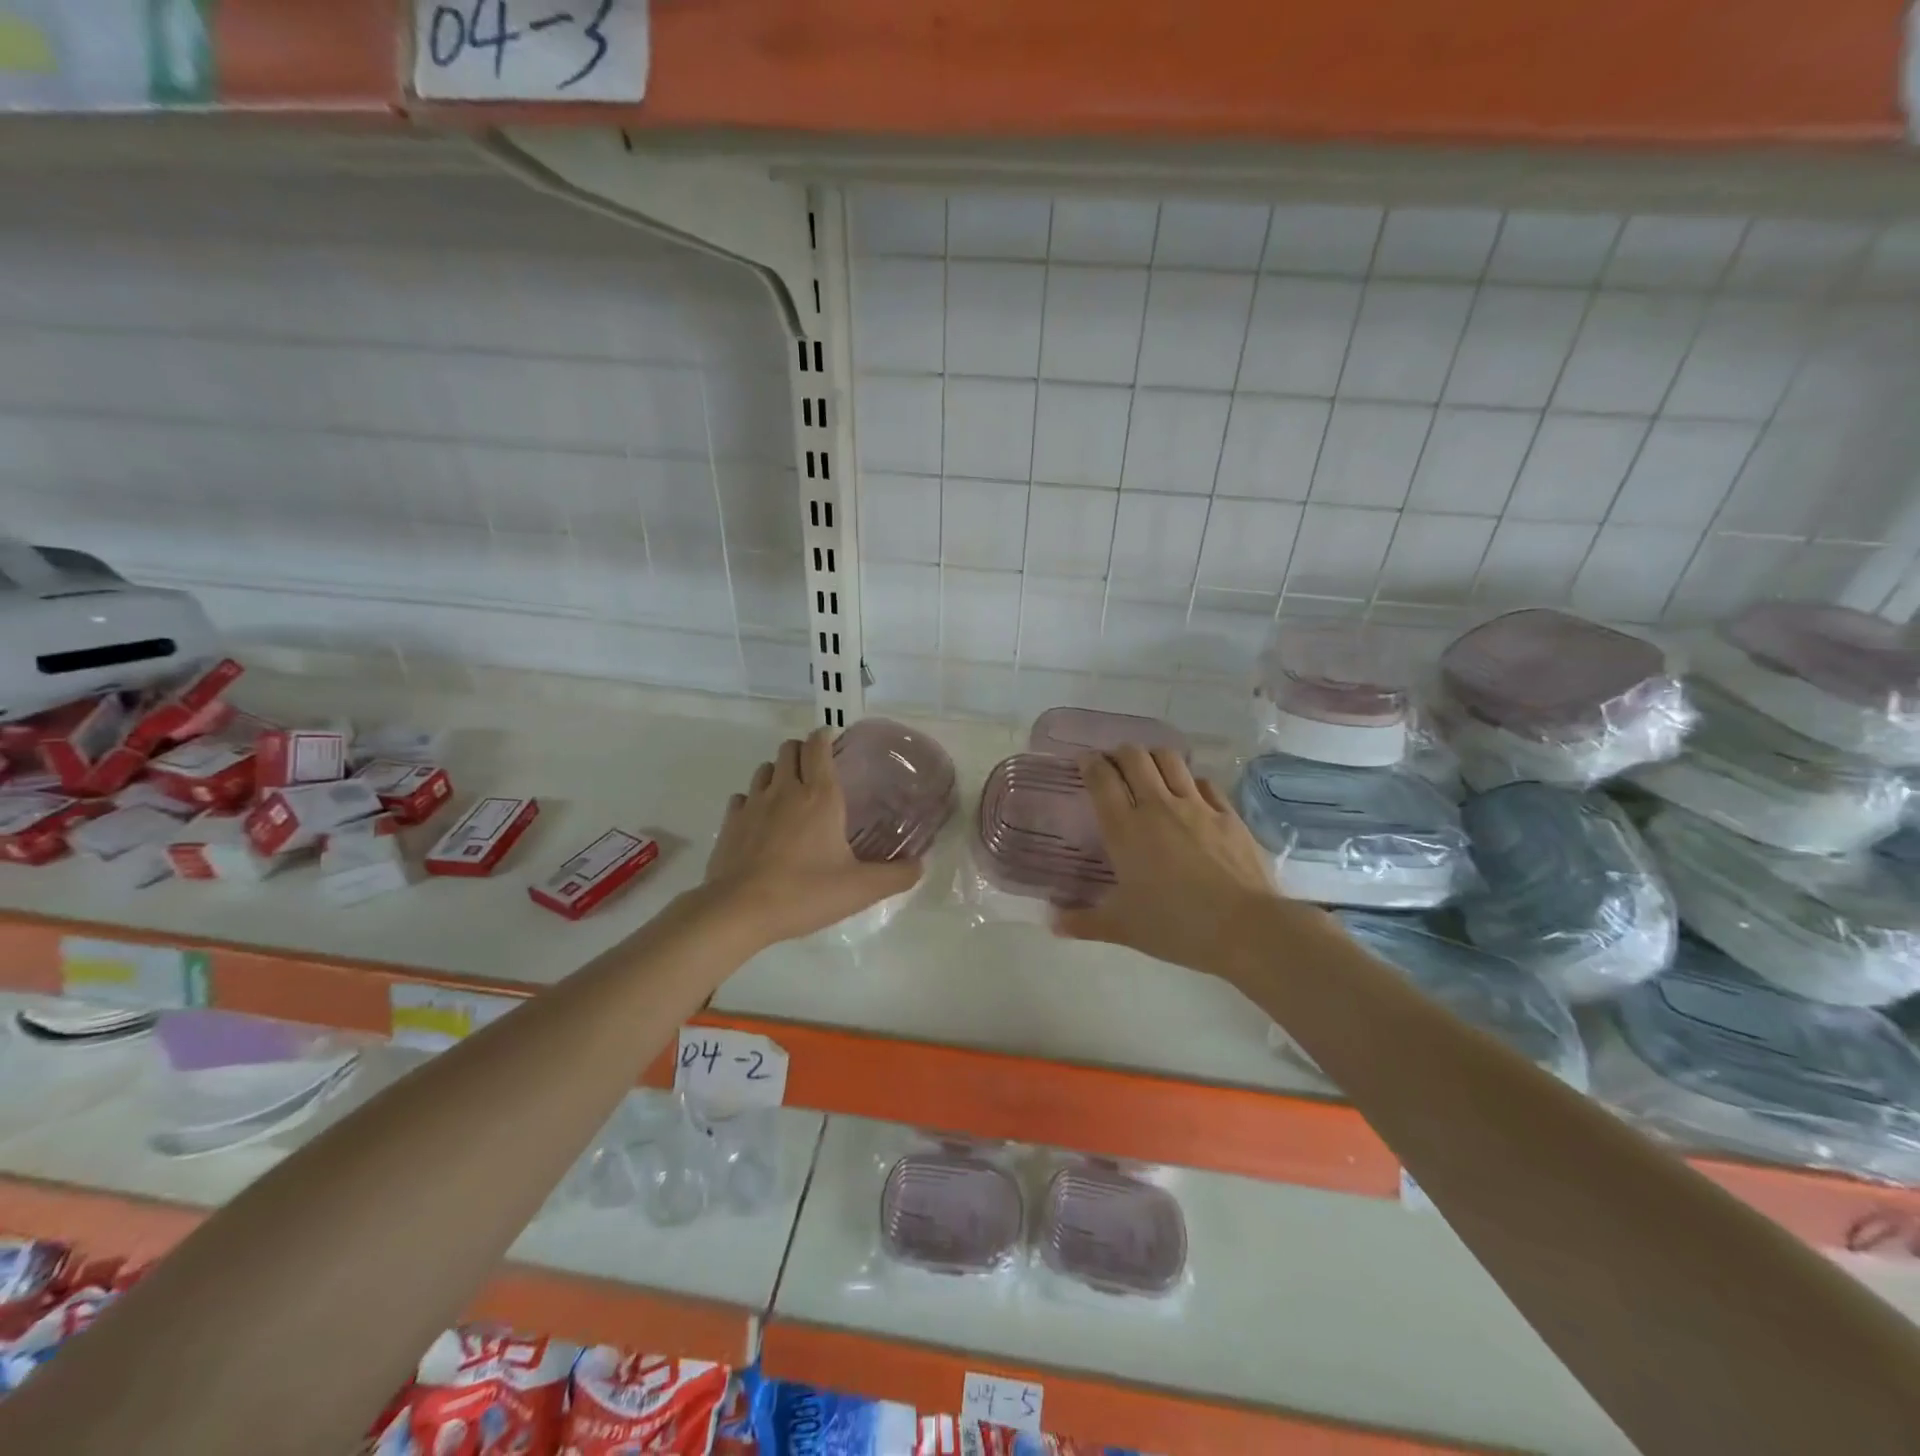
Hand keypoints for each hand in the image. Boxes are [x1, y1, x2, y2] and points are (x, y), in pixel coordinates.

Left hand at [702, 727, 921, 948]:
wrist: (739, 911)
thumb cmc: (805, 892)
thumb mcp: (860, 889)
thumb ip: (896, 875)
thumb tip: (921, 864)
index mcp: (820, 796)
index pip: (818, 745)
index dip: (826, 736)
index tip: (835, 742)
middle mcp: (785, 790)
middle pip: (789, 748)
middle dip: (803, 751)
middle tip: (817, 770)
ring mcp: (753, 804)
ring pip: (765, 768)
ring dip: (778, 772)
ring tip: (791, 793)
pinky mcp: (730, 822)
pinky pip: (742, 797)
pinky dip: (754, 800)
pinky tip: (761, 820)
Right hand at [1056, 746, 1316, 979]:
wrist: (1244, 927)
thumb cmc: (1175, 925)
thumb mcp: (1123, 928)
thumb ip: (1084, 922)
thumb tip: (1053, 923)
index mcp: (1125, 829)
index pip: (1101, 779)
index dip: (1089, 763)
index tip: (1084, 761)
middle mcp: (1157, 806)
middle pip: (1134, 758)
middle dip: (1119, 753)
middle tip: (1113, 764)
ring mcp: (1196, 806)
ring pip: (1170, 760)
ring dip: (1153, 758)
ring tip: (1149, 769)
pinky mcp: (1227, 814)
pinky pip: (1204, 783)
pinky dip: (1190, 781)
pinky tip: (1190, 793)